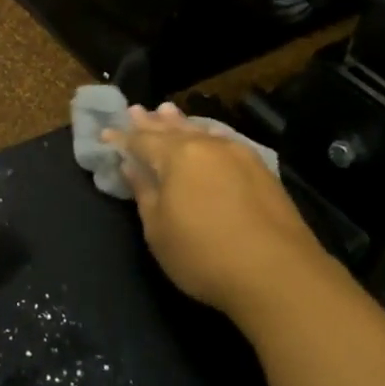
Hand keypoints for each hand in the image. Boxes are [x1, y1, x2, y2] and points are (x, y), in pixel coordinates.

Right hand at [104, 104, 339, 333]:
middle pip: (173, 130)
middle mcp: (207, 146)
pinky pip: (226, 141)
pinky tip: (210, 135)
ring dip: (182, 123)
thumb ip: (144, 192)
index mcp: (176, 156)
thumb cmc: (203, 255)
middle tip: (137, 110)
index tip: (107, 133)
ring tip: (168, 112)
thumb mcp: (158, 230)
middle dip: (152, 122)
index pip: (141, 141)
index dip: (123, 138)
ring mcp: (239, 156)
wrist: (277, 274)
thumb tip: (131, 166)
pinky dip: (210, 135)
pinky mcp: (262, 171)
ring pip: (202, 132)